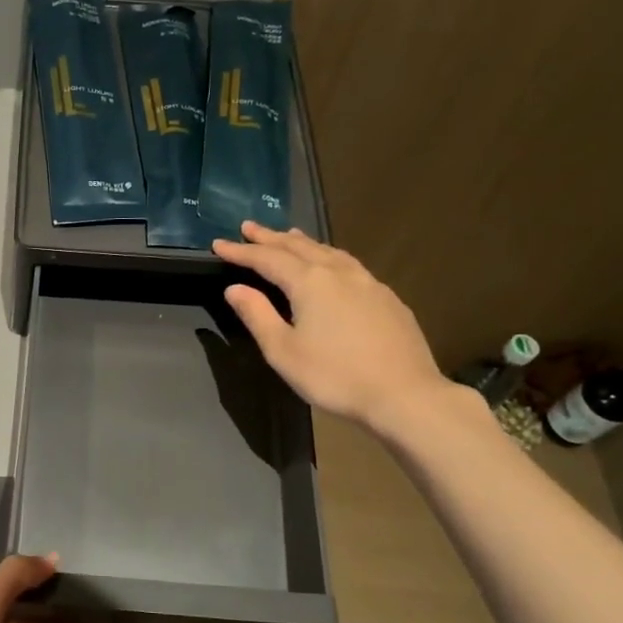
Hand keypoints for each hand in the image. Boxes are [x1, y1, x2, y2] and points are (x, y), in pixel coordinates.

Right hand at [214, 222, 450, 432]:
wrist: (404, 394)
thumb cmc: (334, 376)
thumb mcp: (283, 351)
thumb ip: (257, 315)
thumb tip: (235, 288)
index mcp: (310, 283)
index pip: (267, 259)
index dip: (241, 251)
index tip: (218, 244)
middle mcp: (339, 273)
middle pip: (299, 247)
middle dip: (270, 237)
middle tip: (248, 227)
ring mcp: (368, 283)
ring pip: (329, 252)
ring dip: (302, 243)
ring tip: (288, 236)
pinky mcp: (387, 298)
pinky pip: (349, 265)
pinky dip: (328, 256)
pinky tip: (331, 265)